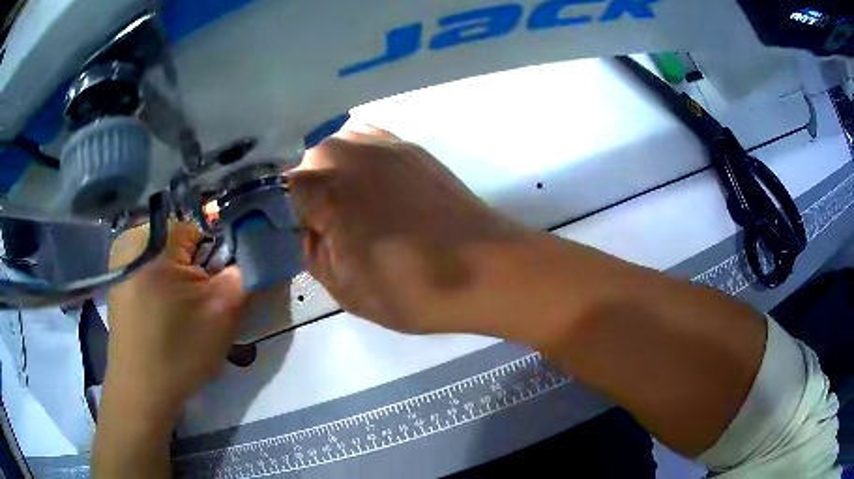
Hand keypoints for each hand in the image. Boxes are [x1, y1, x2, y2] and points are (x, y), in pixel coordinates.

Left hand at [105, 222, 247, 422]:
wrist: (141, 394)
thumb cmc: (179, 353)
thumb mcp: (222, 314)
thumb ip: (243, 274)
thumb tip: (253, 253)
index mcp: (153, 240)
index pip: (198, 227)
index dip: (215, 254)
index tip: (216, 285)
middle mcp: (130, 241)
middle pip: (178, 241)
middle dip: (195, 267)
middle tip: (199, 304)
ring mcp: (118, 262)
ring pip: (163, 257)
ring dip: (178, 279)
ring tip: (181, 314)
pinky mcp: (116, 283)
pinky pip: (147, 271)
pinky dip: (161, 287)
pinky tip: (164, 317)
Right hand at [288, 126, 530, 334]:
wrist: (488, 268)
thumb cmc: (413, 287)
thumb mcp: (345, 289)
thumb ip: (312, 252)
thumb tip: (310, 229)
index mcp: (325, 187)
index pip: (278, 189)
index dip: (278, 212)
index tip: (287, 231)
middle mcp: (349, 152)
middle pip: (306, 163)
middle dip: (305, 192)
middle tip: (322, 227)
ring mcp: (384, 144)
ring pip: (336, 150)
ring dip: (331, 174)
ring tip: (348, 210)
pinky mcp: (411, 148)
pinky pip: (367, 145)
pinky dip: (359, 164)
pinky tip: (374, 192)